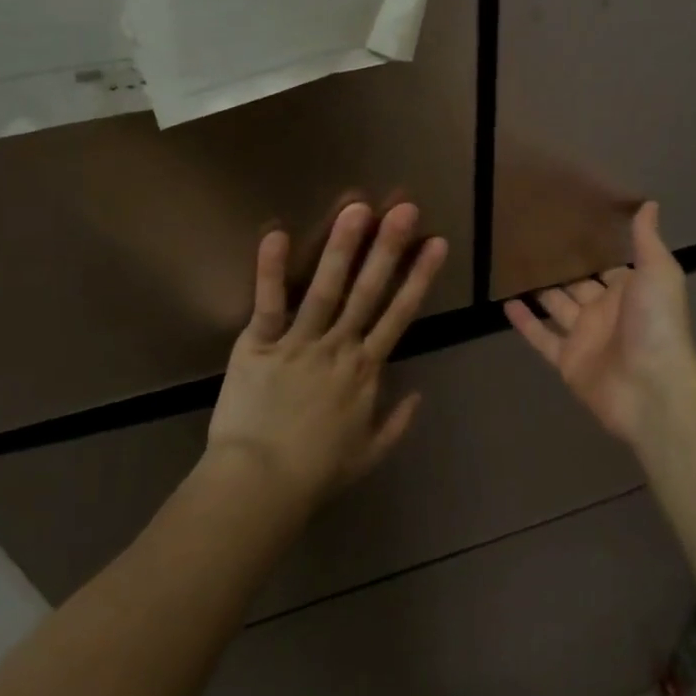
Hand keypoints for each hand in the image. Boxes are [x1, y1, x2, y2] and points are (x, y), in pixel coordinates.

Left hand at [205, 202, 447, 509]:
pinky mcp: (258, 346)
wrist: (259, 487)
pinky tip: (276, 234)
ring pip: (325, 289)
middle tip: (405, 210)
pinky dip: (271, 270)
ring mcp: (298, 344)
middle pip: (368, 292)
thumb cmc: (315, 473)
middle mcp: (338, 348)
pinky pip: (268, 304)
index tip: (436, 243)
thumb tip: (418, 395)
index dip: (419, 277)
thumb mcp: (368, 454)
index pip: (399, 315)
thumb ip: (396, 423)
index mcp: (364, 371)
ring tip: (357, 208)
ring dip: (342, 248)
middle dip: (389, 249)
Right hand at [504, 202, 695, 446]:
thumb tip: (649, 203)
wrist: (651, 388)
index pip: (608, 265)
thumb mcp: (658, 273)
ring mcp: (585, 337)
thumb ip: (647, 240)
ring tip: (514, 267)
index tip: (569, 224)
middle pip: (579, 285)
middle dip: (562, 267)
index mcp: (630, 290)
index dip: (592, 248)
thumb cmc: (656, 324)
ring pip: (557, 309)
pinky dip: (525, 322)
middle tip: (532, 241)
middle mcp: (606, 311)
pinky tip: (506, 303)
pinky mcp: (567, 360)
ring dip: (540, 291)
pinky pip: (541, 337)